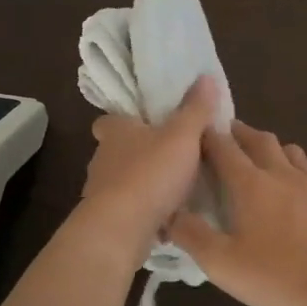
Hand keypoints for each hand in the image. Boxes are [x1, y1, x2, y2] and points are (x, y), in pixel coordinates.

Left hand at [80, 77, 219, 256]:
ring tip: (175, 191)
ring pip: (123, 182)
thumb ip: (195, 109)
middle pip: (118, 151)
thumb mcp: (182, 136)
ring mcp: (101, 191)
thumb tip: (205, 76)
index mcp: (115, 132)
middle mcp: (102, 158)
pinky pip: (129, 211)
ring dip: (143, 185)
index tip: (147, 125)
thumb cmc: (150, 173)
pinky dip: (145, 213)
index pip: (110, 120)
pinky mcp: (107, 219)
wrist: (121, 229)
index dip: (126, 121)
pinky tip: (168, 220)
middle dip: (140, 154)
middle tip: (171, 158)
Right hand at [169, 121, 306, 305]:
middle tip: (224, 137)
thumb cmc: (280, 277)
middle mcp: (282, 174)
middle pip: (258, 139)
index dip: (206, 135)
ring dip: (270, 147)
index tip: (194, 132)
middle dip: (238, 133)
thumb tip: (168, 212)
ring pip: (289, 151)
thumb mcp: (223, 265)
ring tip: (259, 158)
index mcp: (251, 184)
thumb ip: (191, 235)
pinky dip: (296, 171)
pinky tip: (297, 193)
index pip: (223, 146)